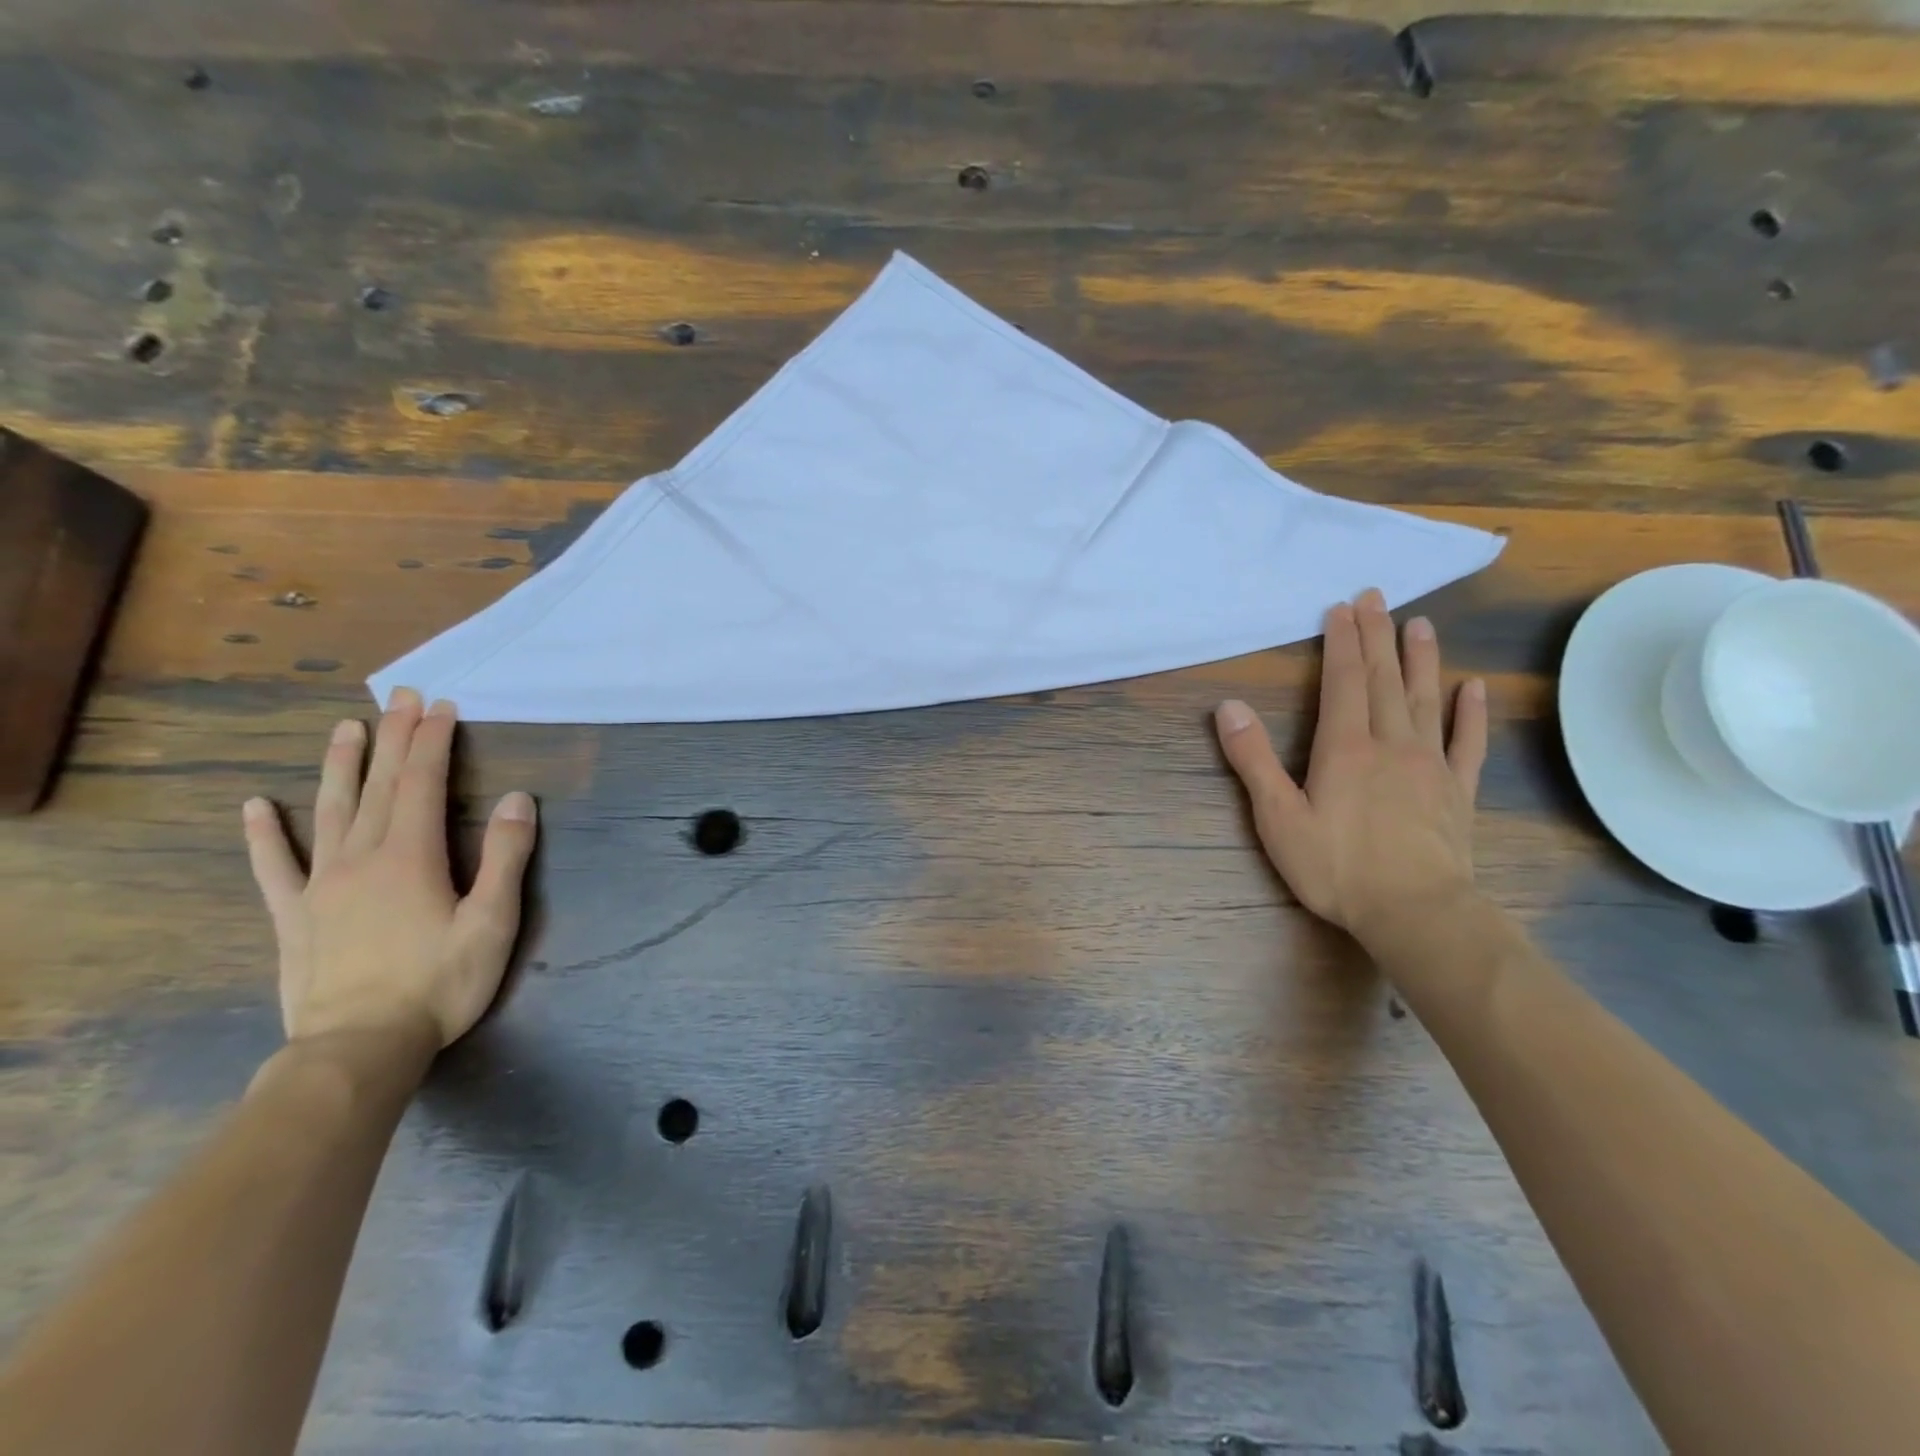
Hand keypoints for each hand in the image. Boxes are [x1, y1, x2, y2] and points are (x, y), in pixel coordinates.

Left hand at [242, 687, 538, 1047]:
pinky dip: (264, 835)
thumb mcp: (492, 921)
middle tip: (401, 698)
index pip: (422, 784)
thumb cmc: (439, 983)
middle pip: (378, 786)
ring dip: (341, 767)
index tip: (441, 708)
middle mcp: (361, 858)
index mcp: (410, 856)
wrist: (359, 1048)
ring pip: (330, 812)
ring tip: (346, 728)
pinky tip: (257, 807)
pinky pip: (275, 868)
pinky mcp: (296, 917)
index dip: (432, 742)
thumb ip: (504, 857)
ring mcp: (321, 886)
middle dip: (394, 738)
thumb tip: (516, 799)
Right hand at [1214, 588, 1486, 947]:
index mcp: (1345, 748)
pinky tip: (1473, 688)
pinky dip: (1470, 713)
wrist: (1415, 912)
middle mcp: (1390, 744)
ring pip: (1425, 700)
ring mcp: (1429, 766)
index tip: (1341, 608)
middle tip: (1377, 597)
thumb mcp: (1277, 817)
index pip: (1343, 682)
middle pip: (1384, 680)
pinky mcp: (1456, 792)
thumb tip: (1228, 707)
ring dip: (1421, 660)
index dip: (1341, 643)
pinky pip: (1466, 743)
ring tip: (1420, 624)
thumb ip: (1253, 760)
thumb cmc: (1336, 867)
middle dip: (1377, 636)